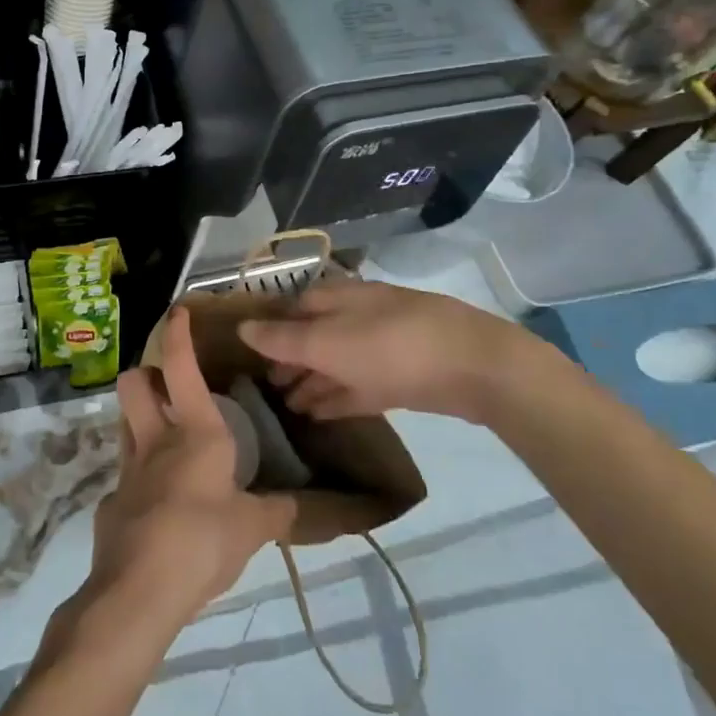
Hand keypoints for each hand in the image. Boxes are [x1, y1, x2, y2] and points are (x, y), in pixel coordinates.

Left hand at [86, 308, 296, 628]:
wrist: (140, 590)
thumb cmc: (203, 541)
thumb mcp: (253, 528)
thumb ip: (277, 512)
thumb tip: (301, 507)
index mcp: (195, 432)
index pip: (180, 366)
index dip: (177, 334)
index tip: (178, 311)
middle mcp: (156, 440)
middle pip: (133, 384)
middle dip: (144, 374)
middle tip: (166, 387)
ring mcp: (128, 470)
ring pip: (124, 423)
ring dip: (140, 419)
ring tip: (164, 437)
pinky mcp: (112, 503)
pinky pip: (125, 476)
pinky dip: (141, 478)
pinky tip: (159, 504)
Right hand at [236, 278, 552, 423]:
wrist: (474, 368)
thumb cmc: (392, 346)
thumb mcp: (329, 343)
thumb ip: (284, 340)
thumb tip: (242, 327)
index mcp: (338, 299)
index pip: (293, 308)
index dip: (269, 329)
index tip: (244, 354)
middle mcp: (357, 317)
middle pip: (314, 337)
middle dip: (289, 360)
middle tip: (264, 388)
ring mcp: (381, 348)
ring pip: (336, 363)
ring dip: (311, 382)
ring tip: (285, 407)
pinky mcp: (401, 378)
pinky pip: (359, 386)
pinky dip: (337, 398)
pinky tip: (317, 416)